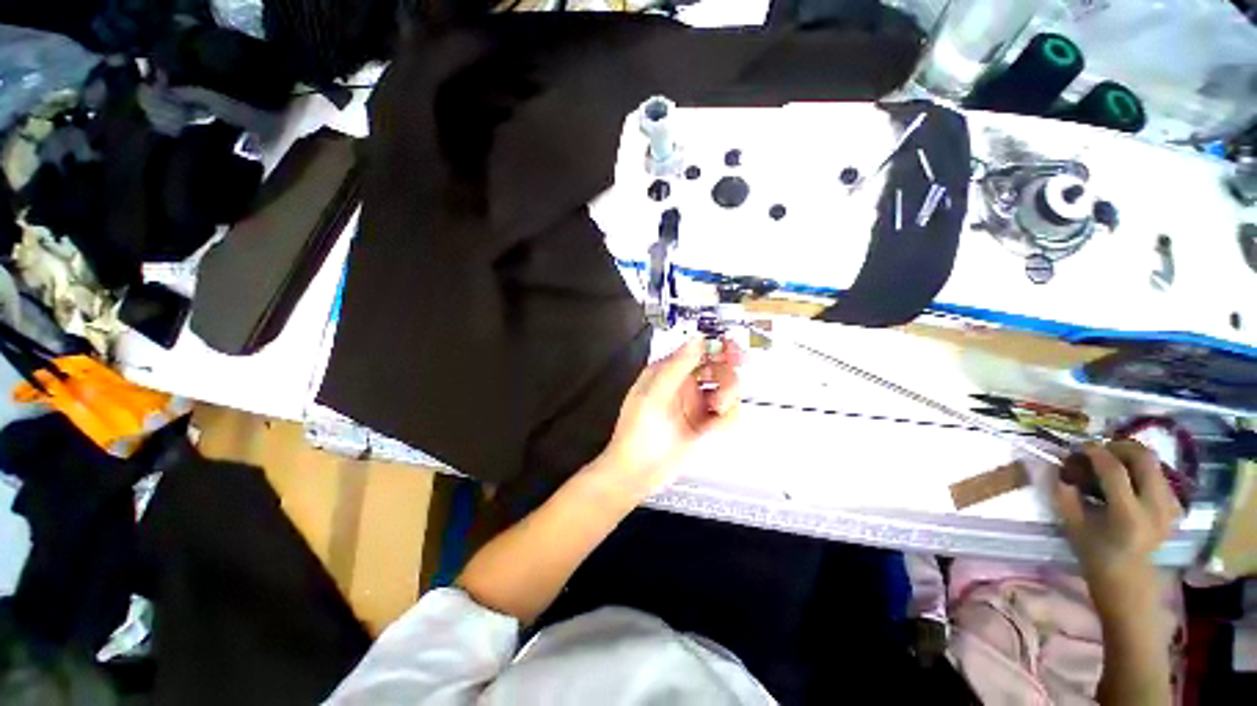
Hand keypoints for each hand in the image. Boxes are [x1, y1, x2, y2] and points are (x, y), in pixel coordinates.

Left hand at [594, 337, 742, 503]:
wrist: (637, 474)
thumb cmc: (638, 432)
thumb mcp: (655, 395)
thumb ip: (678, 366)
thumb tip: (697, 339)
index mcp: (668, 372)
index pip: (698, 351)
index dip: (717, 347)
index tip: (733, 351)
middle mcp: (685, 386)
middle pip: (717, 369)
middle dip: (727, 375)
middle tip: (727, 387)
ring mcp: (696, 406)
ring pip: (726, 391)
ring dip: (728, 398)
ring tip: (718, 410)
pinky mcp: (704, 426)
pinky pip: (727, 415)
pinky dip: (727, 418)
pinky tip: (717, 426)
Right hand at [1053, 441, 1181, 605]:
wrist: (1128, 579)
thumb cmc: (1095, 554)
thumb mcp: (1072, 526)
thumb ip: (1065, 495)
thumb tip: (1060, 468)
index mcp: (1128, 515)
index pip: (1115, 470)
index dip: (1096, 452)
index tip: (1080, 446)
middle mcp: (1154, 507)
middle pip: (1144, 458)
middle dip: (1120, 447)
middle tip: (1100, 450)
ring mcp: (1169, 507)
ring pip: (1155, 463)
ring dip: (1131, 456)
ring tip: (1112, 463)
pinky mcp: (1175, 506)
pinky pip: (1161, 474)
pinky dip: (1142, 469)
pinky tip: (1129, 478)